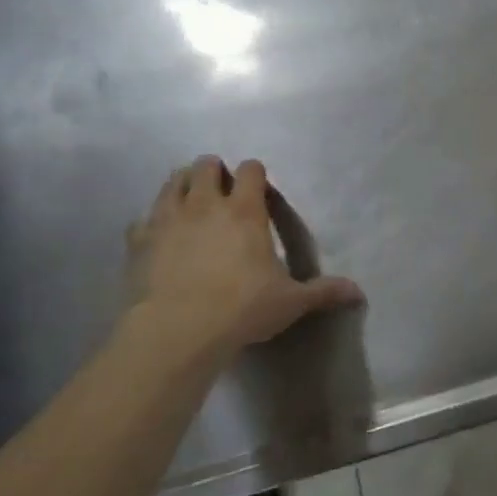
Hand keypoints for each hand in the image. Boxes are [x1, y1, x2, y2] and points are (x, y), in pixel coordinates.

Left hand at [123, 156, 362, 363]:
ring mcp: (167, 218)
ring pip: (172, 182)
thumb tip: (358, 293)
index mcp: (244, 211)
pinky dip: (153, 222)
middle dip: (214, 171)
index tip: (258, 189)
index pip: (250, 170)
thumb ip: (323, 292)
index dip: (255, 173)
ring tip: (190, 202)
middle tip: (221, 192)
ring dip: (182, 185)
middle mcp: (204, 204)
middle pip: (205, 166)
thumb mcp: (290, 302)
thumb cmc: (241, 309)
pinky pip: (143, 218)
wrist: (177, 330)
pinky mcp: (138, 240)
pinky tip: (160, 237)